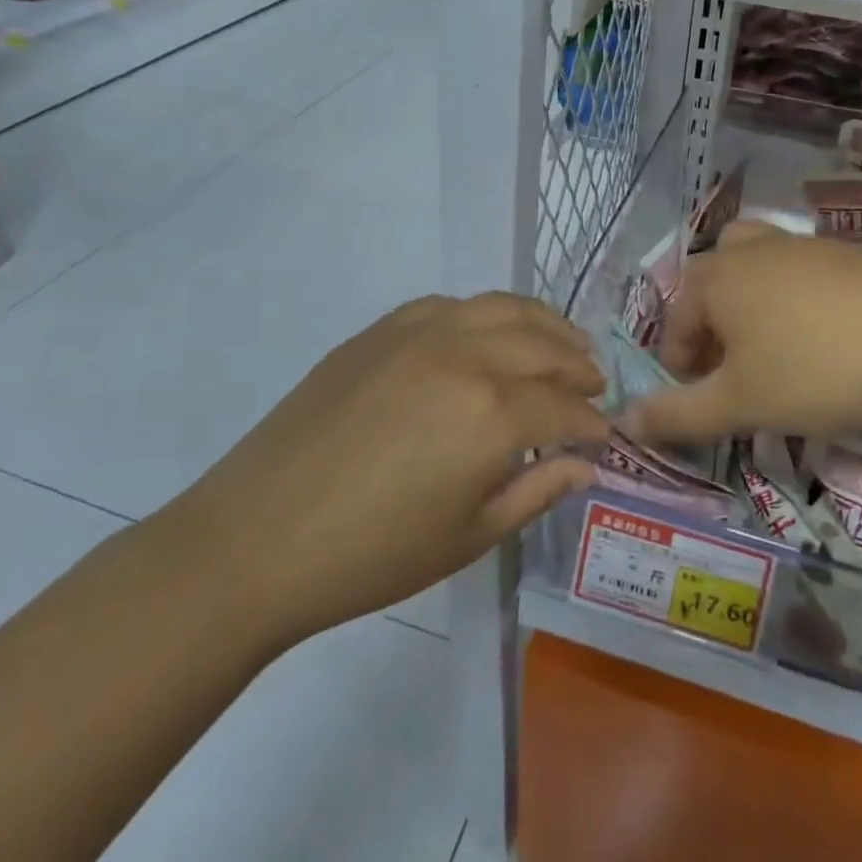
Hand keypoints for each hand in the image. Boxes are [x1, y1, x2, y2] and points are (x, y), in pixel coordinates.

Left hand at [165, 293, 608, 651]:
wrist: (256, 539)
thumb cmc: (372, 555)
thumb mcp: (470, 535)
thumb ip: (537, 491)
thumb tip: (586, 465)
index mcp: (492, 413)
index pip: (564, 406)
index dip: (592, 423)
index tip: (605, 435)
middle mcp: (464, 355)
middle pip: (542, 345)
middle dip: (578, 365)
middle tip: (594, 384)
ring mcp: (418, 333)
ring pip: (501, 308)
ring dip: (543, 324)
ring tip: (563, 343)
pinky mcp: (380, 330)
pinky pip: (450, 305)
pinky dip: (486, 314)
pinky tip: (490, 333)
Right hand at [625, 222, 861, 443]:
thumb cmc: (819, 370)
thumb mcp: (741, 402)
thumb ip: (677, 414)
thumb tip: (624, 422)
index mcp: (716, 276)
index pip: (675, 322)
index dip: (679, 369)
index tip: (700, 407)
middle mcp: (752, 249)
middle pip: (711, 285)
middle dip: (710, 331)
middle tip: (730, 375)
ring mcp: (803, 245)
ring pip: (756, 274)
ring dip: (750, 314)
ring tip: (771, 358)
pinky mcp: (848, 256)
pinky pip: (800, 278)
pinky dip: (794, 307)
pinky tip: (822, 345)